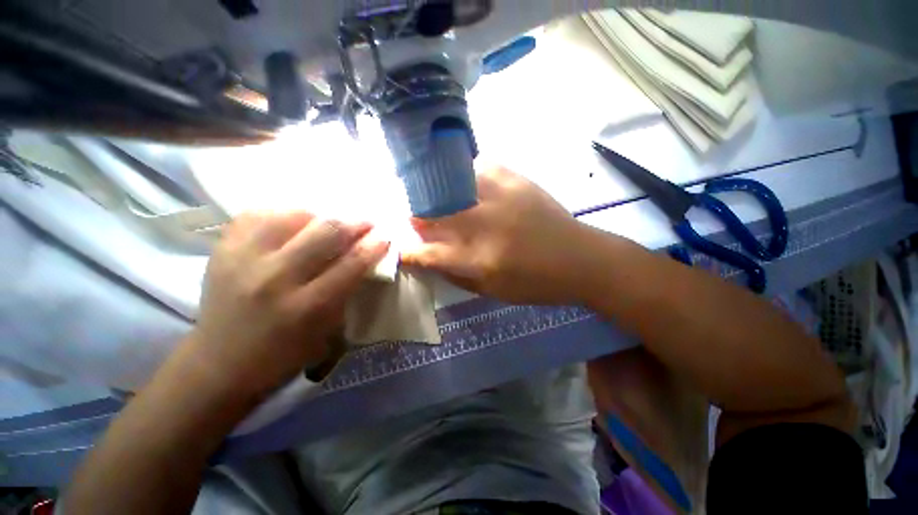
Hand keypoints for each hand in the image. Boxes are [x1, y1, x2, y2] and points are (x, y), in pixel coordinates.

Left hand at [186, 212, 388, 397]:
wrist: (219, 365)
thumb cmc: (283, 355)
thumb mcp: (326, 332)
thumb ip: (346, 291)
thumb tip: (363, 259)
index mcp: (306, 306)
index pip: (351, 264)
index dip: (374, 246)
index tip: (385, 237)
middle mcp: (276, 278)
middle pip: (325, 233)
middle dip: (354, 224)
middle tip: (365, 223)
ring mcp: (244, 260)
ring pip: (293, 216)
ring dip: (320, 217)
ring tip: (328, 224)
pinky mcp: (222, 250)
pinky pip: (258, 215)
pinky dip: (283, 215)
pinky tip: (293, 224)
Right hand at [402, 166, 593, 304]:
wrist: (581, 259)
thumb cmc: (536, 284)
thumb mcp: (493, 291)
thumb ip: (457, 275)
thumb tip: (431, 259)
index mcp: (480, 259)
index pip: (429, 253)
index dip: (408, 251)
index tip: (399, 248)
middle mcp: (485, 225)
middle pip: (436, 213)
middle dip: (418, 215)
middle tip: (414, 217)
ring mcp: (501, 197)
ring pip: (453, 183)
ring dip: (438, 191)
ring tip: (436, 196)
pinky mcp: (517, 180)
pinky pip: (482, 165)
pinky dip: (468, 172)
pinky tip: (468, 181)